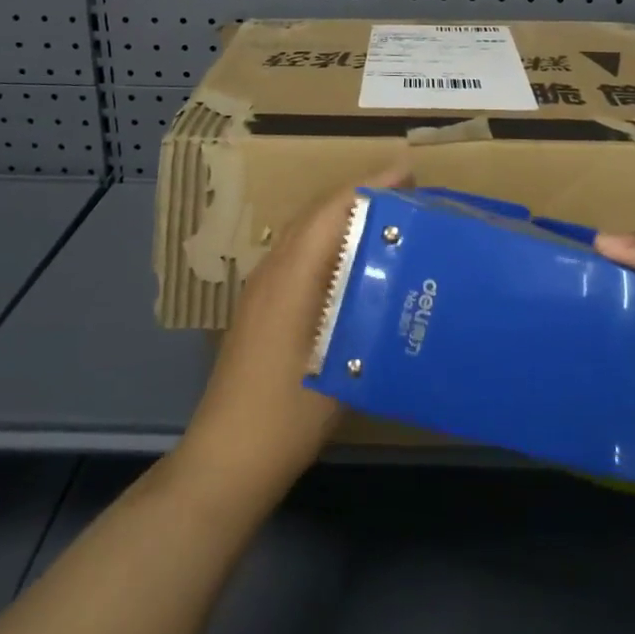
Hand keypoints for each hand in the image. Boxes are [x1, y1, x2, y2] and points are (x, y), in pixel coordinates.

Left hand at [172, 166, 407, 507]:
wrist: (225, 459)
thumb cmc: (287, 415)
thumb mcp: (343, 365)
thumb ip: (370, 317)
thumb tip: (407, 281)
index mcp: (292, 275)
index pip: (333, 209)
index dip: (371, 186)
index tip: (409, 173)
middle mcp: (273, 269)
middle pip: (317, 211)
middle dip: (361, 194)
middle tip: (408, 193)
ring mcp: (262, 286)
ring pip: (305, 229)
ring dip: (344, 214)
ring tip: (387, 218)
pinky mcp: (260, 305)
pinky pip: (298, 250)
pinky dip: (329, 238)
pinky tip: (353, 261)